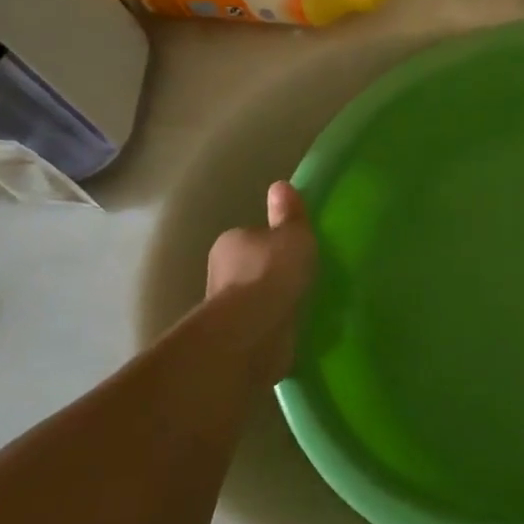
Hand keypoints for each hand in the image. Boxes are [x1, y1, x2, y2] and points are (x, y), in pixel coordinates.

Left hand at [198, 182, 317, 383]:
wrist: (252, 331)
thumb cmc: (272, 272)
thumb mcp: (292, 234)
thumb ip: (289, 213)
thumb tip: (280, 186)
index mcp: (230, 242)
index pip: (253, 236)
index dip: (275, 242)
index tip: (297, 251)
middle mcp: (220, 272)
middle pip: (252, 267)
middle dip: (273, 273)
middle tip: (303, 277)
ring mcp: (225, 308)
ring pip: (255, 298)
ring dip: (273, 301)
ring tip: (303, 304)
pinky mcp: (235, 337)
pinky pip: (260, 324)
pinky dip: (273, 324)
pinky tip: (293, 327)